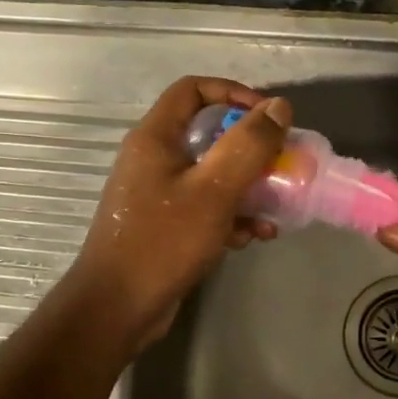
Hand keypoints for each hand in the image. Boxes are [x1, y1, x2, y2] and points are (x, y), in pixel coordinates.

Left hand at [64, 76, 290, 354]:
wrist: (117, 309)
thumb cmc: (163, 241)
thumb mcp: (214, 190)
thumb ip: (248, 145)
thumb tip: (278, 106)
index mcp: (156, 138)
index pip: (193, 89)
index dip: (233, 93)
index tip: (266, 116)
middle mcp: (154, 158)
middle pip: (208, 132)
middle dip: (250, 148)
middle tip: (280, 163)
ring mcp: (158, 192)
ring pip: (212, 173)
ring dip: (248, 186)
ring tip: (276, 208)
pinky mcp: (166, 224)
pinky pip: (206, 205)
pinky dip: (232, 215)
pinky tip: (255, 236)